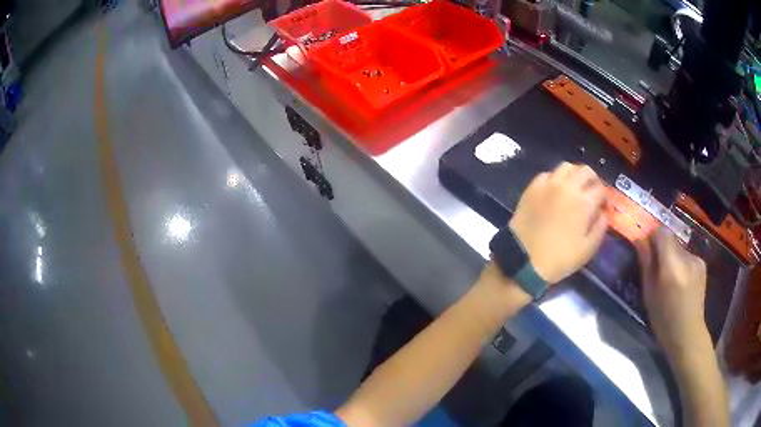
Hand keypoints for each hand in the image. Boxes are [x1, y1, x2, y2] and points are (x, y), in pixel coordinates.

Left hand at [509, 162, 607, 283]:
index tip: (602, 205)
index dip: (604, 197)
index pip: (600, 189)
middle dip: (593, 180)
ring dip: (574, 174)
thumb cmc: (560, 258)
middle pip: (585, 171)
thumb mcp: (588, 249)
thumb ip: (600, 227)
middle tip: (591, 192)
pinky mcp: (532, 187)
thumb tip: (602, 212)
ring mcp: (548, 184)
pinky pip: (547, 174)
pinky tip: (555, 190)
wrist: (524, 259)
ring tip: (574, 187)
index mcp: (584, 202)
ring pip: (566, 167)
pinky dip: (555, 178)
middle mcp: (568, 187)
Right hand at [634, 228, 709, 357]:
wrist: (687, 333)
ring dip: (673, 258)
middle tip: (657, 271)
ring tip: (670, 281)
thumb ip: (646, 264)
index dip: (653, 238)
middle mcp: (686, 256)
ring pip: (679, 249)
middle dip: (662, 250)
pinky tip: (682, 283)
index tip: (647, 251)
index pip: (661, 232)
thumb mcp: (649, 293)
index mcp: (671, 264)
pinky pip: (688, 256)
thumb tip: (639, 240)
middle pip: (671, 240)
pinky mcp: (702, 264)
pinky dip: (682, 264)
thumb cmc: (663, 319)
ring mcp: (696, 259)